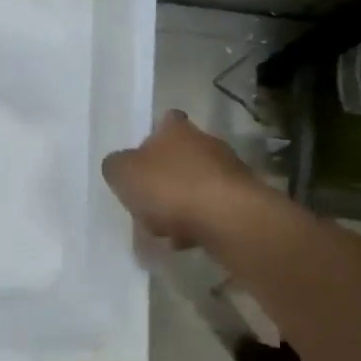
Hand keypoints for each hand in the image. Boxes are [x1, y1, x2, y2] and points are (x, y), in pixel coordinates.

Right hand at [102, 110, 264, 247]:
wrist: (229, 219)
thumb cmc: (170, 188)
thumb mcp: (122, 174)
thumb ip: (116, 166)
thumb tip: (120, 165)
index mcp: (176, 130)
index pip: (166, 120)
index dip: (153, 136)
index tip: (142, 157)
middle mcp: (206, 143)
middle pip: (182, 155)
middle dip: (166, 176)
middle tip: (147, 201)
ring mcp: (230, 171)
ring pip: (198, 184)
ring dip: (183, 203)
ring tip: (165, 229)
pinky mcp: (245, 201)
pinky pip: (213, 209)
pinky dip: (200, 222)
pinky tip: (186, 240)